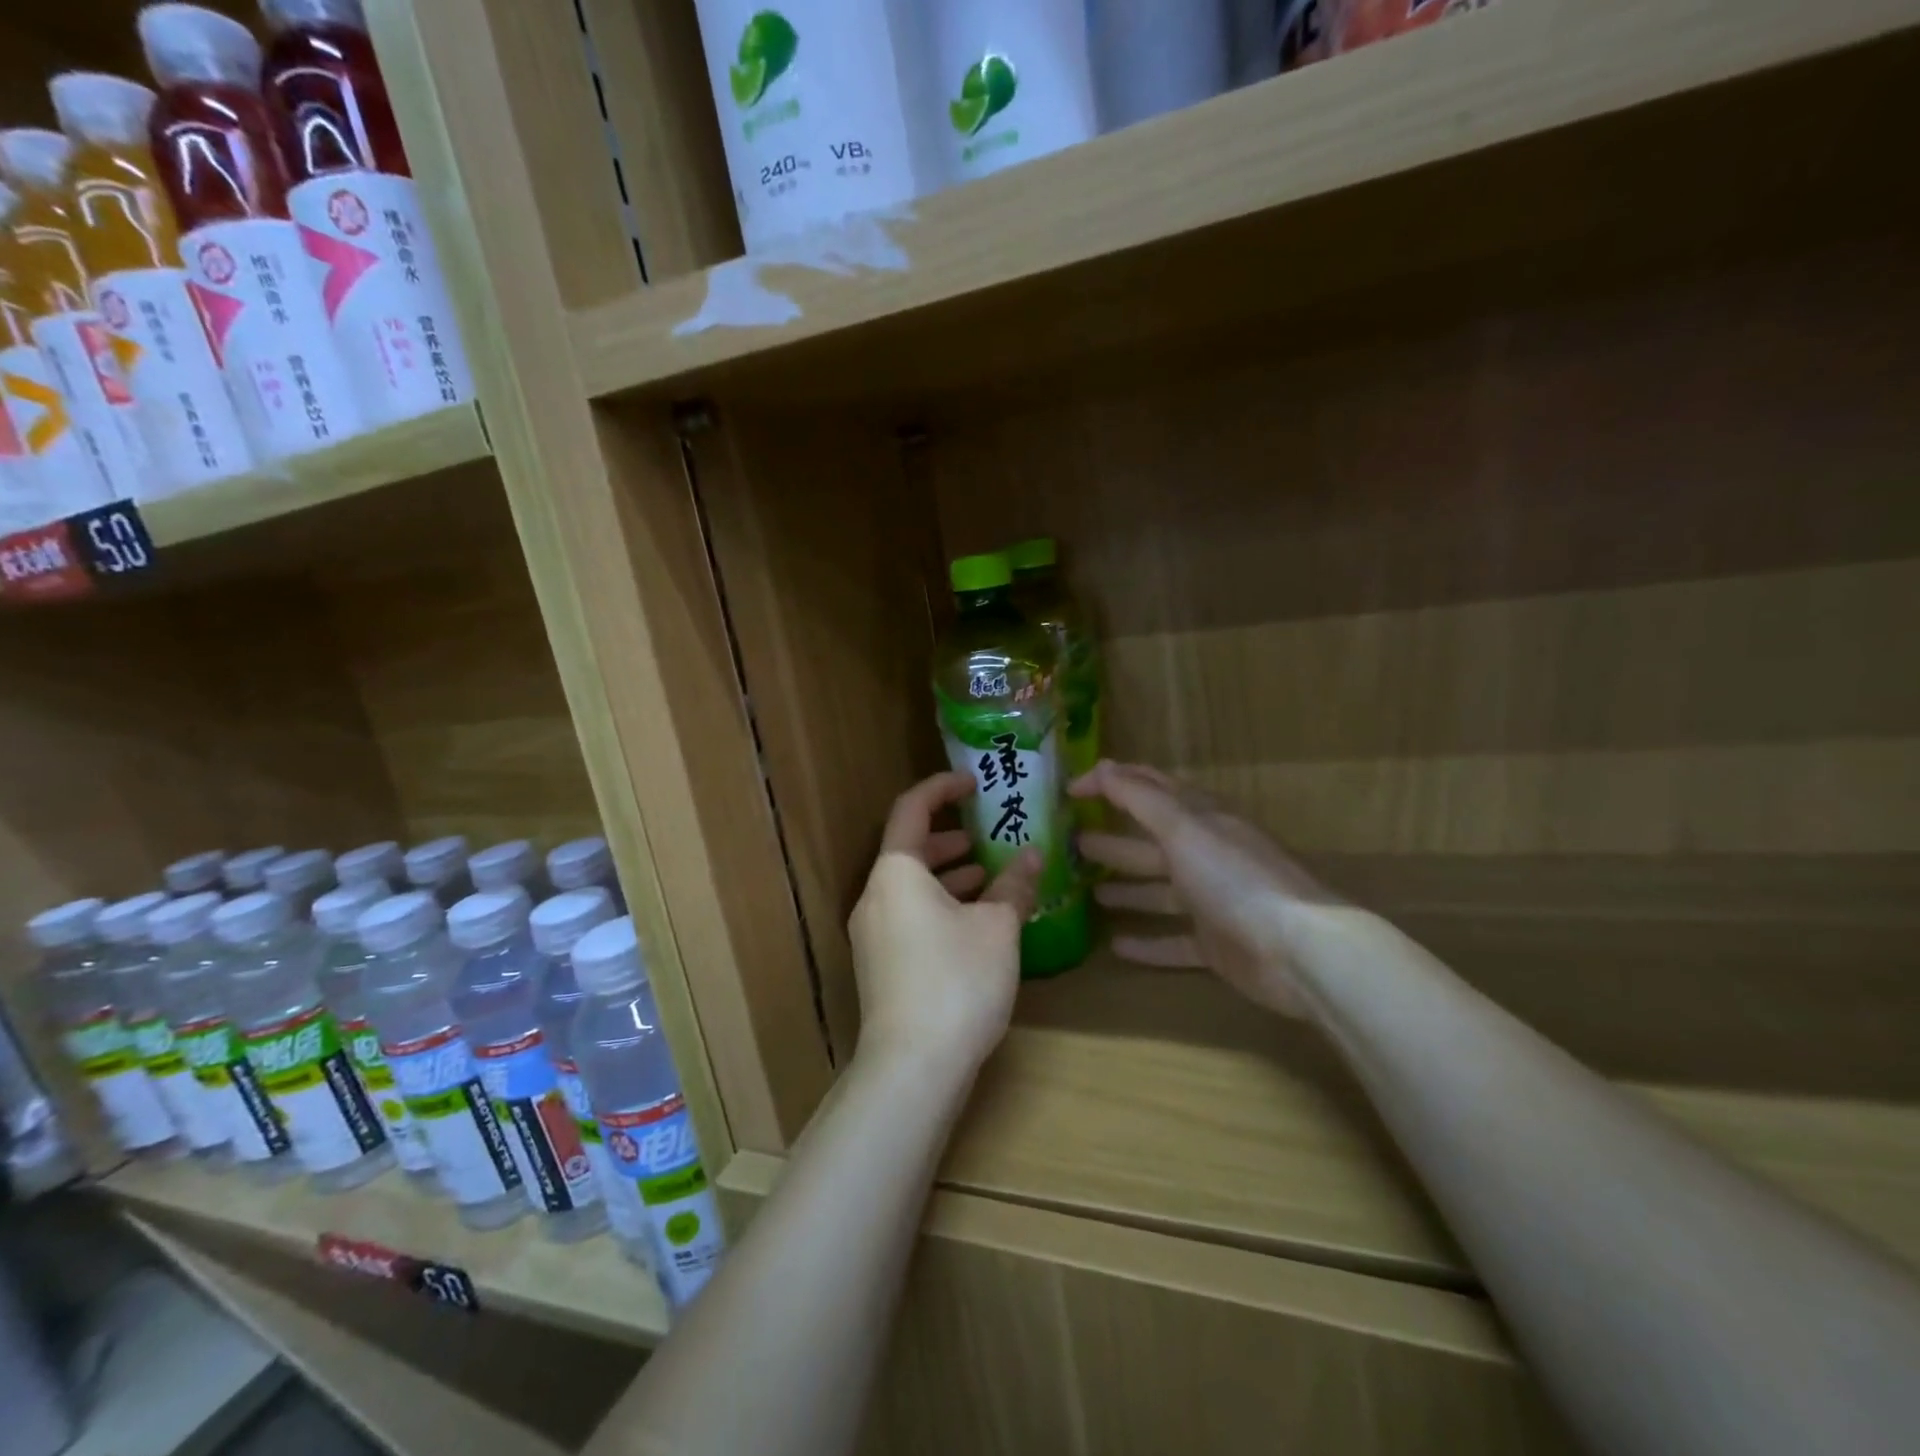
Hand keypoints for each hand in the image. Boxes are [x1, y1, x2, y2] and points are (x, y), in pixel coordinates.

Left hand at [850, 771, 1040, 1075]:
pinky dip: (940, 905)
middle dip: (950, 836)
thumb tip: (1032, 856)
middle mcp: (875, 896)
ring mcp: (873, 933)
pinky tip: (975, 922)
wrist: (912, 1067)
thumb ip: (1015, 885)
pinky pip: (910, 915)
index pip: (912, 808)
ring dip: (948, 874)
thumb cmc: (957, 981)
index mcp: (896, 872)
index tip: (974, 782)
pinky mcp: (880, 964)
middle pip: (909, 848)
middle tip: (987, 832)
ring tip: (990, 874)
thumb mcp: (998, 928)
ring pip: (911, 886)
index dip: (943, 787)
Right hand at [1071, 761, 1337, 1016]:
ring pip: (1160, 891)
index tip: (1069, 790)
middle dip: (1113, 839)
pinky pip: (1174, 941)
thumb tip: (1105, 767)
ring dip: (1126, 888)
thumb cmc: (1235, 878)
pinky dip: (1147, 943)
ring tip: (1088, 890)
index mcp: (1200, 819)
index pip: (1149, 788)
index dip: (1111, 782)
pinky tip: (1116, 946)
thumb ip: (1141, 798)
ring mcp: (1212, 901)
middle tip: (1072, 843)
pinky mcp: (1216, 944)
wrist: (1299, 950)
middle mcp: (1205, 854)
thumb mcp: (1183, 829)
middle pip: (1150, 842)